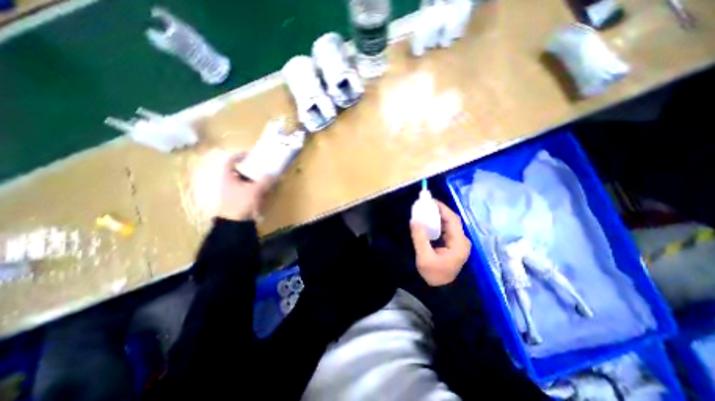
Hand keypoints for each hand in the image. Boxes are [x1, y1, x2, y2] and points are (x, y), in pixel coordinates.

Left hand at [217, 153, 274, 221]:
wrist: (235, 224)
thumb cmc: (241, 203)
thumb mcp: (255, 190)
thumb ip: (265, 181)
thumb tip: (274, 174)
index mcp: (227, 177)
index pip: (230, 161)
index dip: (239, 155)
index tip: (250, 154)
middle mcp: (228, 183)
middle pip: (238, 171)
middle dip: (249, 168)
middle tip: (260, 166)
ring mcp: (232, 192)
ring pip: (242, 181)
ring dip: (252, 178)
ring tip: (264, 177)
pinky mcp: (237, 200)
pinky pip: (246, 190)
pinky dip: (253, 188)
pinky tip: (262, 190)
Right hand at [411, 201, 472, 286]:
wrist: (441, 291)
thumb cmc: (434, 275)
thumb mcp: (424, 257)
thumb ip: (419, 237)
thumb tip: (414, 220)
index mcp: (459, 243)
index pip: (453, 220)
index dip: (442, 208)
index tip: (430, 201)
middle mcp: (462, 241)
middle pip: (452, 220)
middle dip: (439, 211)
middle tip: (425, 205)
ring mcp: (458, 243)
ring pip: (449, 224)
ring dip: (438, 216)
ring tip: (425, 211)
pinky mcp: (453, 245)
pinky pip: (446, 230)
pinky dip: (438, 223)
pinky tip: (429, 222)